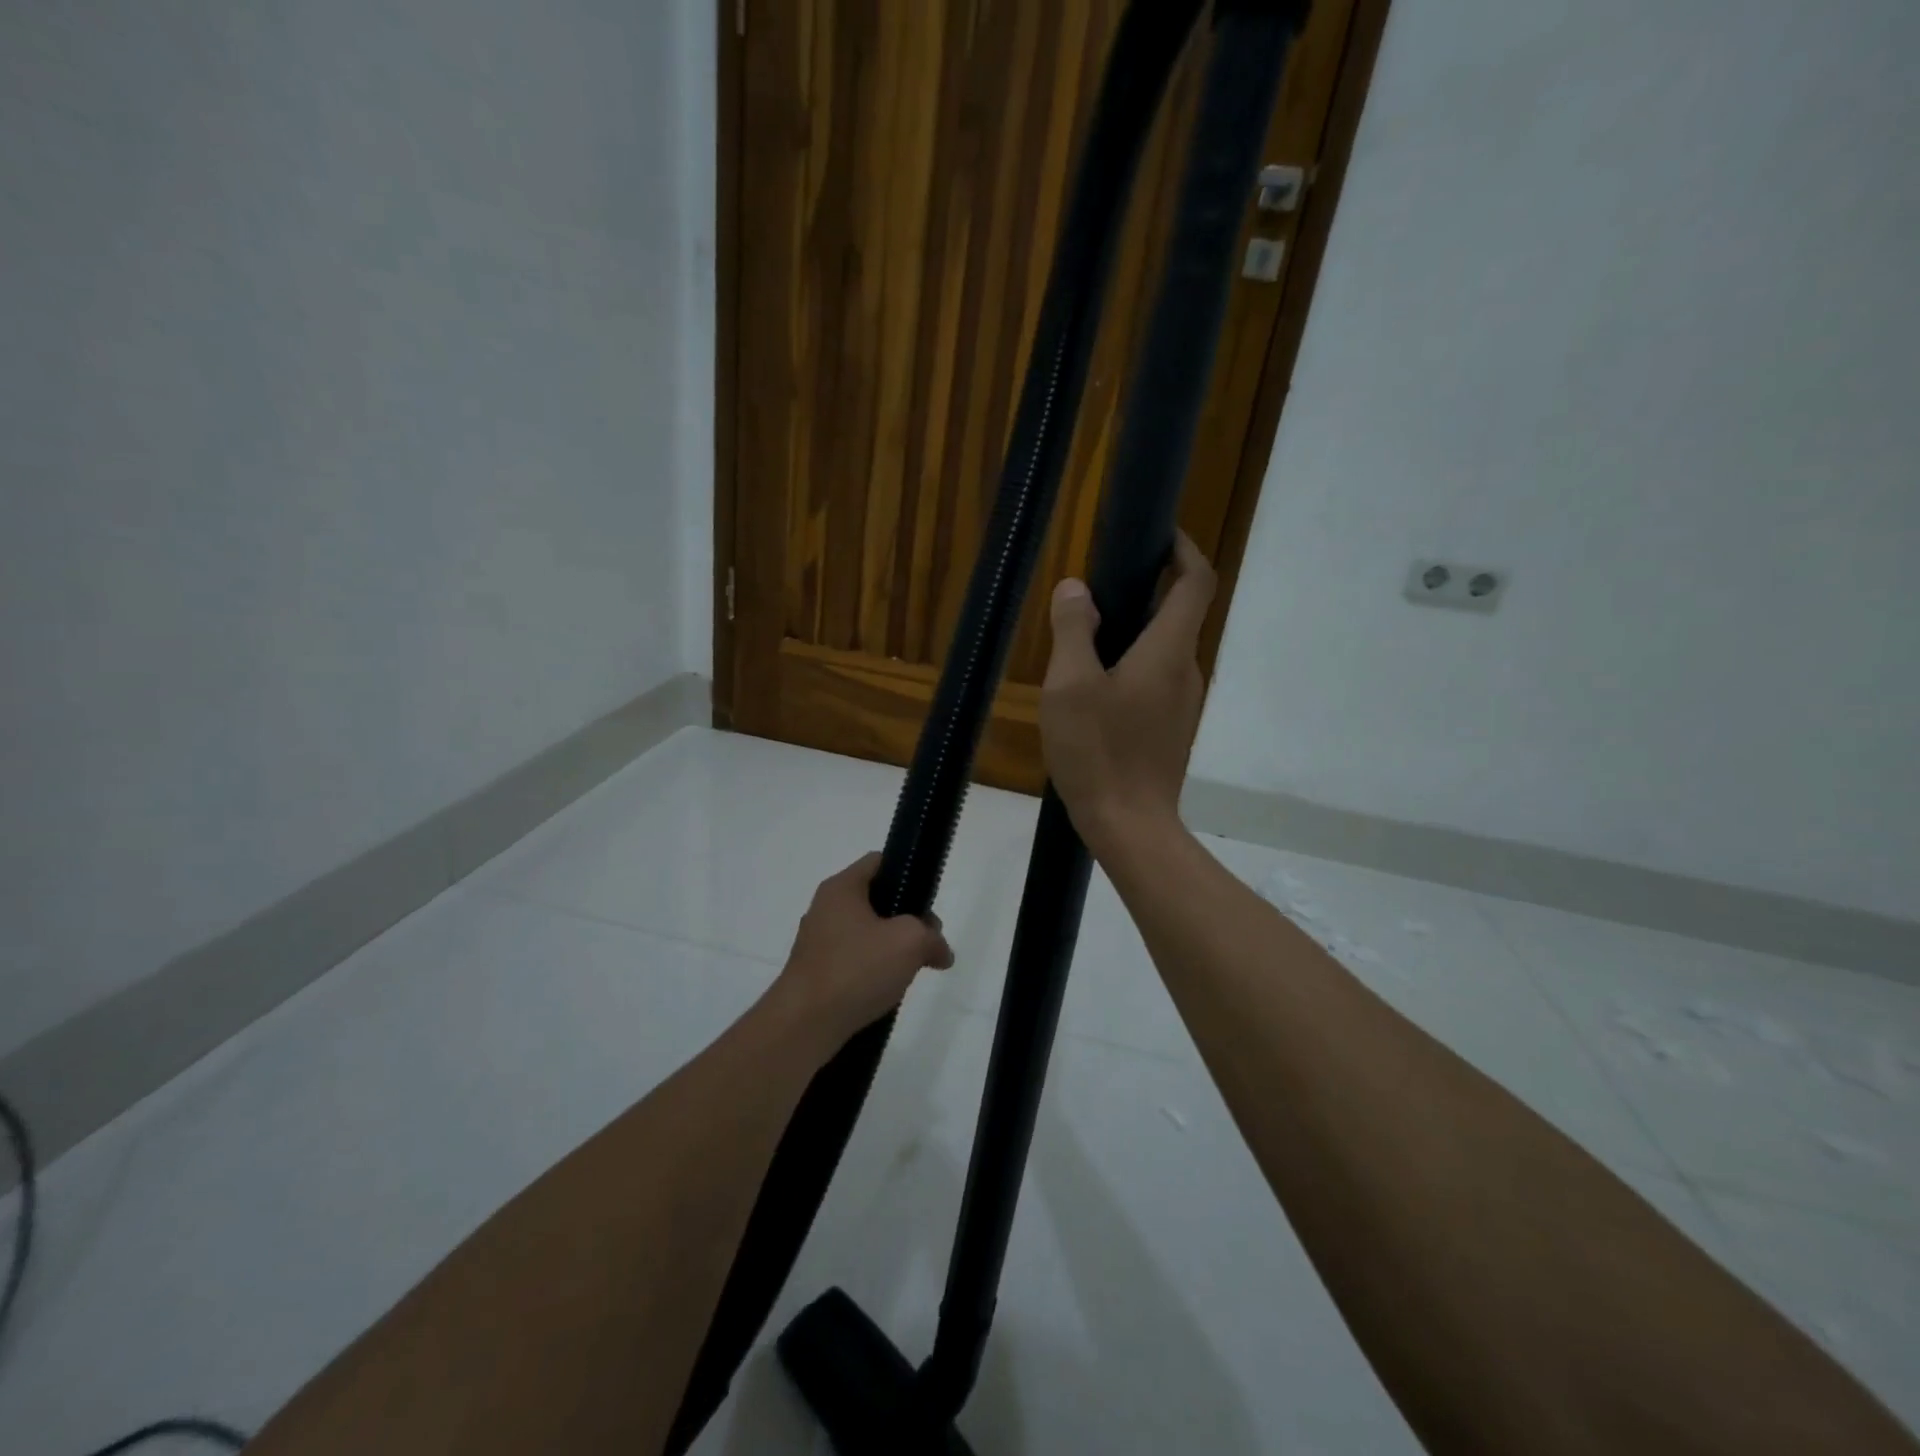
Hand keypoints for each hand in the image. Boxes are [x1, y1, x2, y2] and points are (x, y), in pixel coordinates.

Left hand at [772, 852, 954, 1048]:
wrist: (804, 1025)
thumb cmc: (856, 969)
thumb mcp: (909, 942)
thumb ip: (932, 937)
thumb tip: (941, 952)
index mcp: (842, 888)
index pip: (879, 861)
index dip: (908, 873)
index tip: (928, 901)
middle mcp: (826, 907)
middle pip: (877, 899)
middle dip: (907, 918)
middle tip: (927, 942)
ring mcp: (818, 941)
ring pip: (867, 932)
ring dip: (892, 947)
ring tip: (910, 970)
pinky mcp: (817, 971)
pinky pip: (854, 959)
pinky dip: (873, 969)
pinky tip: (886, 989)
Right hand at [1040, 531, 1214, 854]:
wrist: (1129, 826)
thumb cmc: (1099, 751)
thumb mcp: (1070, 685)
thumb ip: (1073, 630)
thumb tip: (1076, 589)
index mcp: (1169, 650)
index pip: (1196, 581)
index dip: (1183, 549)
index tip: (1157, 534)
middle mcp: (1187, 670)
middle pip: (1178, 614)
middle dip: (1144, 592)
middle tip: (1095, 594)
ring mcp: (1183, 703)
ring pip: (1163, 650)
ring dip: (1133, 634)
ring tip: (1084, 645)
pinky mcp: (1172, 729)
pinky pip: (1156, 680)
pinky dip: (1132, 666)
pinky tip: (1093, 692)